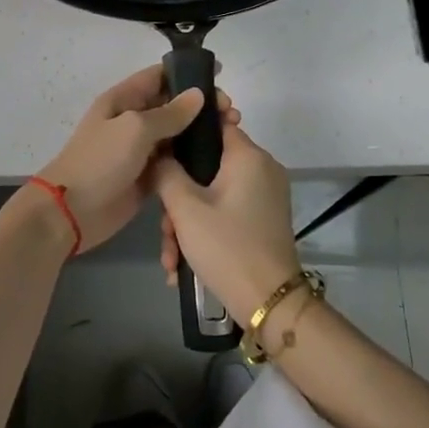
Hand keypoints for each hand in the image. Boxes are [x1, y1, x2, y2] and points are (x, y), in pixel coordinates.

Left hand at [35, 65, 232, 254]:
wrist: (70, 212)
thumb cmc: (99, 161)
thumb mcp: (135, 129)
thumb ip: (169, 113)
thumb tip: (198, 94)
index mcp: (124, 99)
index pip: (160, 75)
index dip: (188, 71)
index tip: (220, 74)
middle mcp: (133, 119)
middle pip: (173, 104)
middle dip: (202, 104)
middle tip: (231, 113)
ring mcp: (140, 149)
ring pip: (177, 134)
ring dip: (202, 132)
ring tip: (232, 133)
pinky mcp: (147, 176)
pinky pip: (174, 161)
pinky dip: (193, 158)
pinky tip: (218, 160)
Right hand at [152, 120, 299, 323]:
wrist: (269, 304)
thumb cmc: (227, 247)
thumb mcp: (185, 209)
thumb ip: (166, 173)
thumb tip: (159, 154)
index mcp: (248, 156)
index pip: (215, 123)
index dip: (185, 133)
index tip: (161, 151)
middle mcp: (262, 169)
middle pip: (209, 166)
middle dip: (179, 198)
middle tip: (165, 228)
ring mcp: (265, 196)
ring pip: (214, 195)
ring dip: (187, 223)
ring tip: (171, 258)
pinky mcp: (264, 220)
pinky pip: (227, 212)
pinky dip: (205, 232)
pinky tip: (183, 265)